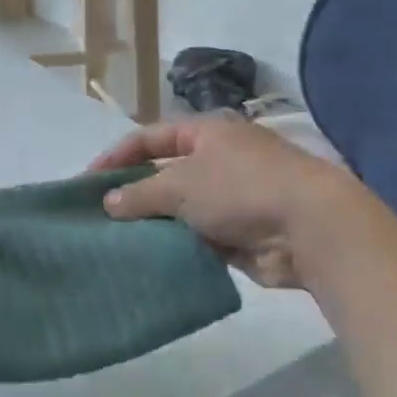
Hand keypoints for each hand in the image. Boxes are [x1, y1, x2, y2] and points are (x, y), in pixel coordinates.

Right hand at [93, 115, 368, 288]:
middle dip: (133, 195)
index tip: (87, 182)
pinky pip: (196, 239)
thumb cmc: (240, 189)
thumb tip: (109, 203)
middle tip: (99, 218)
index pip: (151, 137)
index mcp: (206, 134)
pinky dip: (176, 247)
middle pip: (164, 175)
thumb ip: (140, 193)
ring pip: (179, 211)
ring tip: (117, 243)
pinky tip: (151, 261)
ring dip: (154, 225)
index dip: (117, 156)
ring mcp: (230, 199)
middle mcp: (218, 161)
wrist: (309, 227)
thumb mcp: (181, 184)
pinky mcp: (239, 235)